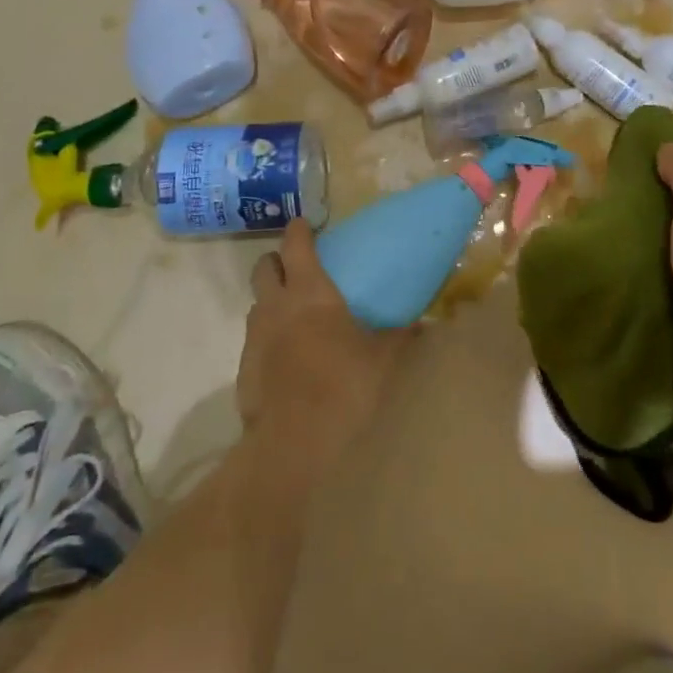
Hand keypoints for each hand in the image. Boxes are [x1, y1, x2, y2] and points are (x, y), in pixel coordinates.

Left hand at [237, 221, 409, 471]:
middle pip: (264, 267)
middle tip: (297, 268)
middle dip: (276, 261)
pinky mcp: (244, 372)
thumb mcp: (385, 359)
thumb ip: (404, 336)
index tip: (304, 223)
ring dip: (271, 300)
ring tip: (293, 315)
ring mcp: (255, 339)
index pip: (295, 244)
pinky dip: (267, 340)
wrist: (293, 449)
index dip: (298, 230)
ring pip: (256, 304)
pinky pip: (254, 342)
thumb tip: (428, 324)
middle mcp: (276, 306)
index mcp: (310, 291)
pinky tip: (286, 360)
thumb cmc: (344, 388)